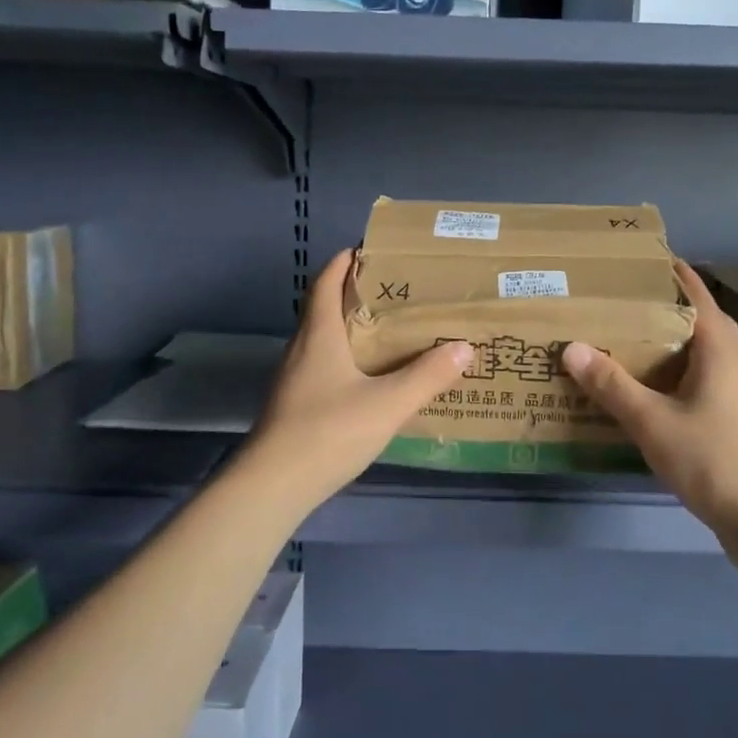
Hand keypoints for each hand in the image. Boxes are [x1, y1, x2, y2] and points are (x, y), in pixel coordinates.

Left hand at [246, 249, 472, 501]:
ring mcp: (292, 380)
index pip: (325, 284)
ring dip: (349, 330)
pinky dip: (344, 360)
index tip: (365, 250)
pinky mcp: (292, 405)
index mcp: (319, 335)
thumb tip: (465, 347)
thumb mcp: (388, 403)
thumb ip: (428, 375)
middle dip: (353, 295)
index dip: (342, 263)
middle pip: (323, 309)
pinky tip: (367, 381)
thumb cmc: (328, 432)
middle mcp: (301, 350)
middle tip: (393, 293)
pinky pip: (321, 368)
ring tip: (387, 333)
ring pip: (321, 341)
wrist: (272, 486)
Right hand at [562, 261, 737, 528]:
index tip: (643, 258)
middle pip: (699, 319)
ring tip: (627, 334)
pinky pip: (696, 375)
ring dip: (668, 337)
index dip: (674, 274)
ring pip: (698, 349)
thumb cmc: (710, 457)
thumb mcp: (651, 420)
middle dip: (665, 305)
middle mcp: (730, 361)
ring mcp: (733, 390)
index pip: (697, 295)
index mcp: (717, 349)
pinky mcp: (728, 415)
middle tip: (624, 298)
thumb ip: (611, 384)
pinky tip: (645, 383)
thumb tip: (571, 347)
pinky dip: (671, 368)